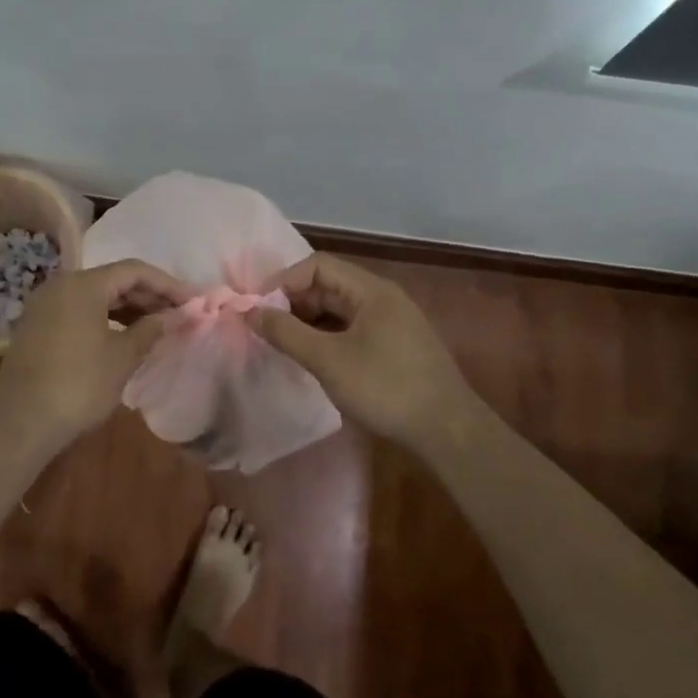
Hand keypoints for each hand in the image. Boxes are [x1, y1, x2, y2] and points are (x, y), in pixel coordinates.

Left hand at [0, 259, 189, 443]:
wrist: (20, 422)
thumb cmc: (79, 385)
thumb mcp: (122, 357)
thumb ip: (150, 329)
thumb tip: (171, 316)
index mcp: (84, 284)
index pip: (134, 271)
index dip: (167, 284)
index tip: (192, 300)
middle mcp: (61, 285)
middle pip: (113, 280)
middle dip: (148, 295)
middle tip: (178, 312)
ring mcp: (45, 305)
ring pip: (95, 295)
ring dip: (127, 307)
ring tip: (156, 325)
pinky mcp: (37, 326)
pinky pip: (78, 310)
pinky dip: (104, 317)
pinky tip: (123, 336)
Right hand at [246, 253, 478, 447]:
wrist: (448, 431)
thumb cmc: (385, 387)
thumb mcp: (328, 360)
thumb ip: (286, 333)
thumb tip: (249, 312)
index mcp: (371, 290)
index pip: (318, 265)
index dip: (284, 281)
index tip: (259, 308)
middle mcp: (383, 298)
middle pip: (329, 285)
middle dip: (294, 303)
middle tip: (267, 330)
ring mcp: (393, 322)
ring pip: (340, 309)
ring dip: (310, 322)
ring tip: (285, 345)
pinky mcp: (396, 346)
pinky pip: (353, 329)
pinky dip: (328, 337)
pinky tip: (315, 359)